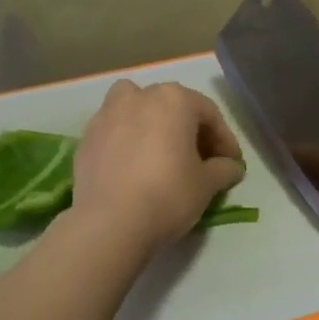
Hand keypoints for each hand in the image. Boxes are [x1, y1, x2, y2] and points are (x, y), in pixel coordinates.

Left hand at [73, 80, 244, 250]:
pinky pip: (116, 131)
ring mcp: (107, 114)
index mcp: (174, 99)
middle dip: (190, 131)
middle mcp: (139, 96)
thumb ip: (224, 169)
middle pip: (173, 107)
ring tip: (162, 153)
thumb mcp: (207, 184)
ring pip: (137, 109)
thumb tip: (232, 167)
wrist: (110, 222)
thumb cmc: (168, 195)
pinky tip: (135, 167)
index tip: (232, 164)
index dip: (224, 140)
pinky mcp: (86, 137)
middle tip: (202, 161)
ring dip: (153, 125)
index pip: (209, 114)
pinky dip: (129, 141)